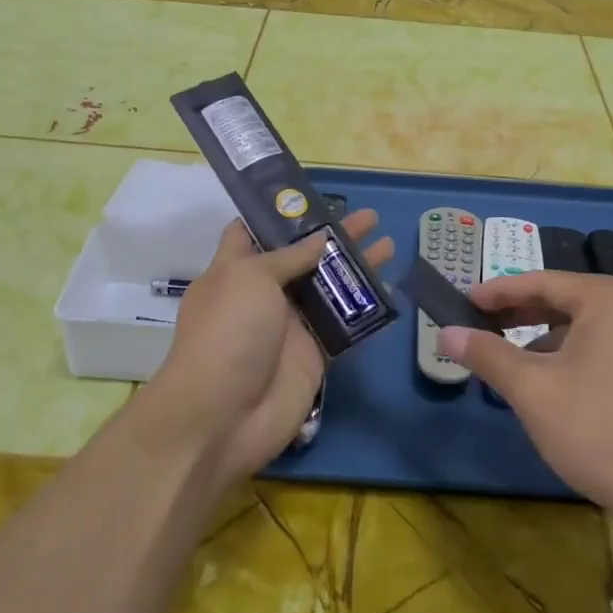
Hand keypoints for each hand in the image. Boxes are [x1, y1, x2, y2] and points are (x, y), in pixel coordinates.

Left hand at [149, 211, 392, 489]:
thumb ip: (288, 256)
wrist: (223, 416)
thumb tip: (320, 239)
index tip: (313, 195)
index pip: (254, 231)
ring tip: (388, 244)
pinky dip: (365, 308)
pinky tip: (390, 289)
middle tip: (369, 216)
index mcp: (236, 269)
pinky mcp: (314, 354)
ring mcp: (291, 325)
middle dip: (334, 235)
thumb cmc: (228, 333)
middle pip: (303, 256)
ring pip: (329, 287)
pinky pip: (345, 325)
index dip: (281, 213)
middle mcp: (264, 293)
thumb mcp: (250, 278)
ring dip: (356, 266)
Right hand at [438, 272, 612, 538]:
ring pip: (594, 327)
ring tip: (520, 366)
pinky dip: (584, 357)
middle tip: (483, 329)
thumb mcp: (534, 392)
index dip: (496, 292)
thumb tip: (445, 333)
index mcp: (612, 298)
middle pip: (570, 301)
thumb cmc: (604, 433)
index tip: (463, 302)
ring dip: (552, 339)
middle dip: (523, 316)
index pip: (541, 282)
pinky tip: (567, 389)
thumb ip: (487, 355)